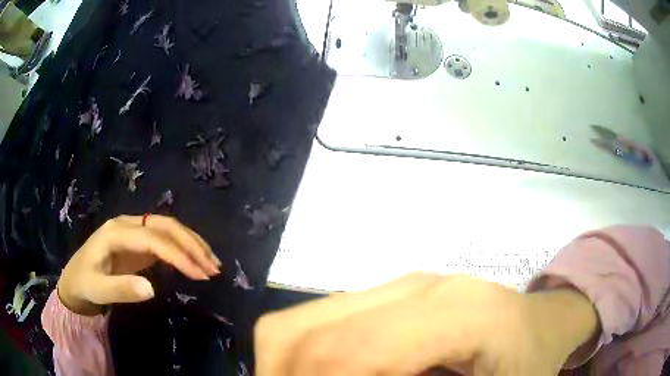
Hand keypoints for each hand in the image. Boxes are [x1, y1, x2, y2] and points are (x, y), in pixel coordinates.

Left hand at [57, 215, 220, 314]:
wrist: (75, 280)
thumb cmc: (85, 284)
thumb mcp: (99, 290)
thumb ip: (122, 289)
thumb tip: (152, 289)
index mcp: (116, 232)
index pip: (154, 238)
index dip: (178, 254)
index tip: (201, 275)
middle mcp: (127, 224)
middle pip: (165, 225)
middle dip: (191, 244)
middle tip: (213, 268)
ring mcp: (133, 231)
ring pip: (168, 228)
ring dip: (191, 243)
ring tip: (212, 263)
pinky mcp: (137, 241)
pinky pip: (164, 238)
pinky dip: (183, 247)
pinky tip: (194, 259)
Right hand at [255, 273, 597, 375]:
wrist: (542, 325)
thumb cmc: (528, 365)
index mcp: (453, 315)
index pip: (347, 352)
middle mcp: (417, 288)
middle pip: (310, 329)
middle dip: (282, 374)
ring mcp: (403, 284)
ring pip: (308, 318)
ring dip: (290, 362)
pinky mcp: (395, 292)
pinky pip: (326, 318)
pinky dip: (308, 351)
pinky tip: (326, 374)